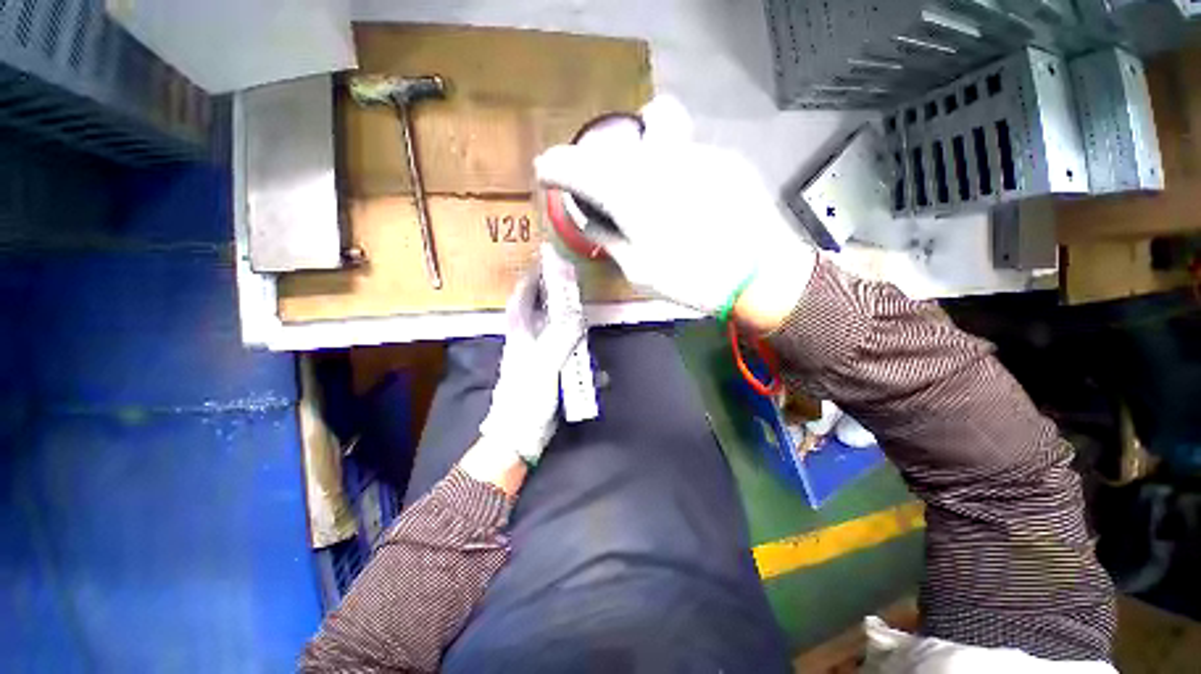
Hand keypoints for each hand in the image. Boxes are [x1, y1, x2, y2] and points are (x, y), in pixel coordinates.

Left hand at [474, 248, 585, 469]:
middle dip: (558, 300)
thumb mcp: (543, 366)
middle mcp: (530, 343)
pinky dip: (584, 363)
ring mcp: (541, 359)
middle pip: (543, 313)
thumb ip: (560, 339)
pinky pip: (571, 361)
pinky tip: (599, 373)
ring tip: (591, 327)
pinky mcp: (552, 374)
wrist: (520, 437)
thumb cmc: (525, 400)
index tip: (544, 264)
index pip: (521, 299)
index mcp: (521, 336)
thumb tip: (578, 315)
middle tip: (577, 290)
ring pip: (559, 336)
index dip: (531, 280)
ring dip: (575, 332)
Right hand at [534, 95, 816, 325]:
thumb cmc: (692, 279)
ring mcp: (696, 153)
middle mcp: (658, 160)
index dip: (553, 168)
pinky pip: (688, 153)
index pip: (574, 165)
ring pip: (659, 135)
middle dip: (604, 157)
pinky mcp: (725, 158)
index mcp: (629, 192)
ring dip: (643, 158)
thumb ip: (609, 237)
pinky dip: (676, 170)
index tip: (545, 175)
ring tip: (653, 193)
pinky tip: (690, 201)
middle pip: (620, 137)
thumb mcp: (638, 270)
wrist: (761, 275)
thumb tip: (591, 218)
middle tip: (607, 186)